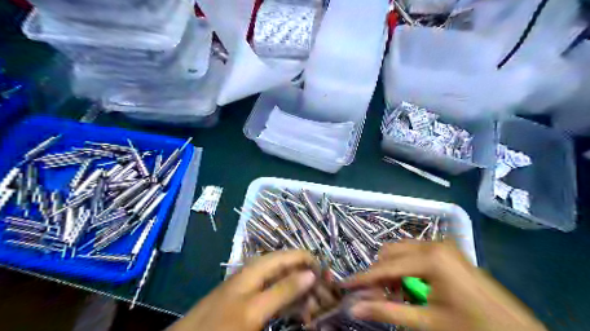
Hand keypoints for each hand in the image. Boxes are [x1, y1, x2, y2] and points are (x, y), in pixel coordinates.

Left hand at [168, 251, 320, 330]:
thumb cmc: (221, 324)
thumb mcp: (255, 309)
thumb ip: (283, 289)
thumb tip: (311, 273)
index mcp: (259, 266)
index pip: (292, 255)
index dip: (311, 263)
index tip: (329, 278)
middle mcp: (259, 271)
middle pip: (291, 268)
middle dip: (310, 281)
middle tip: (325, 300)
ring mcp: (256, 287)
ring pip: (287, 283)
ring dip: (302, 295)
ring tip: (315, 310)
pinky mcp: (253, 302)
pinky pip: (278, 297)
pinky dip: (291, 304)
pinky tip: (300, 316)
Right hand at [344, 241, 544, 330]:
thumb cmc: (472, 328)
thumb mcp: (428, 323)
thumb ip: (388, 312)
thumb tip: (354, 307)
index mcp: (430, 257)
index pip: (384, 267)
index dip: (362, 278)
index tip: (344, 286)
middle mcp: (433, 243)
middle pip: (390, 252)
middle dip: (379, 274)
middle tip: (377, 297)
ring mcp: (442, 244)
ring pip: (400, 250)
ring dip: (391, 270)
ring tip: (396, 294)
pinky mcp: (447, 250)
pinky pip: (414, 252)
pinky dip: (405, 268)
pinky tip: (411, 287)